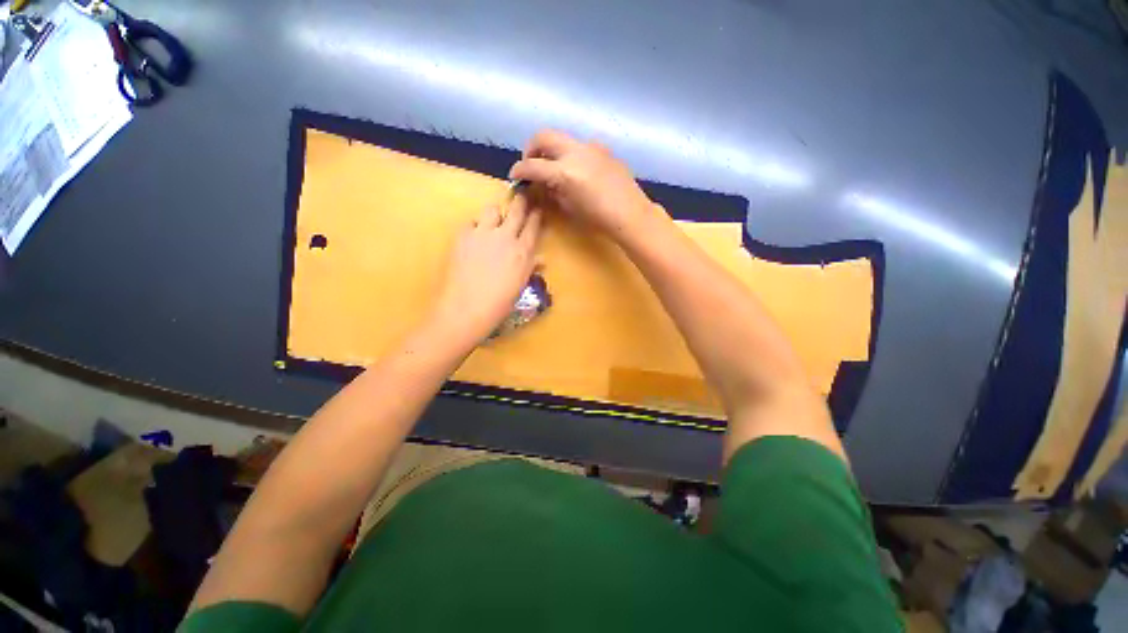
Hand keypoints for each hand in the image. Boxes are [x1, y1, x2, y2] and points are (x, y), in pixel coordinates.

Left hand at [432, 194, 541, 342]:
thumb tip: (541, 259)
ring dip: (495, 214)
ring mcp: (483, 234)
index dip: (536, 215)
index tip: (537, 209)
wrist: (467, 307)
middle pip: (516, 210)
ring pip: (492, 210)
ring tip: (493, 223)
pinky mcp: (463, 236)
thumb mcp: (520, 285)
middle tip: (521, 199)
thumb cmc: (499, 302)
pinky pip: (471, 222)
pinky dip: (475, 227)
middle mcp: (505, 237)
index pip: (533, 226)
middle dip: (521, 202)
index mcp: (522, 251)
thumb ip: (530, 267)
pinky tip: (474, 237)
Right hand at [509, 130, 657, 240]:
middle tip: (531, 164)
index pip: (532, 165)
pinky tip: (577, 171)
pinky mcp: (603, 149)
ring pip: (562, 138)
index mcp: (564, 172)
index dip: (519, 170)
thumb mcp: (570, 208)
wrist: (631, 214)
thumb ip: (552, 191)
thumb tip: (542, 184)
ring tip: (553, 168)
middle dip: (531, 149)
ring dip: (551, 150)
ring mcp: (591, 147)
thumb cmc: (599, 219)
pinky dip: (570, 154)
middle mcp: (575, 152)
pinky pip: (580, 146)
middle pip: (543, 136)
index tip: (515, 176)